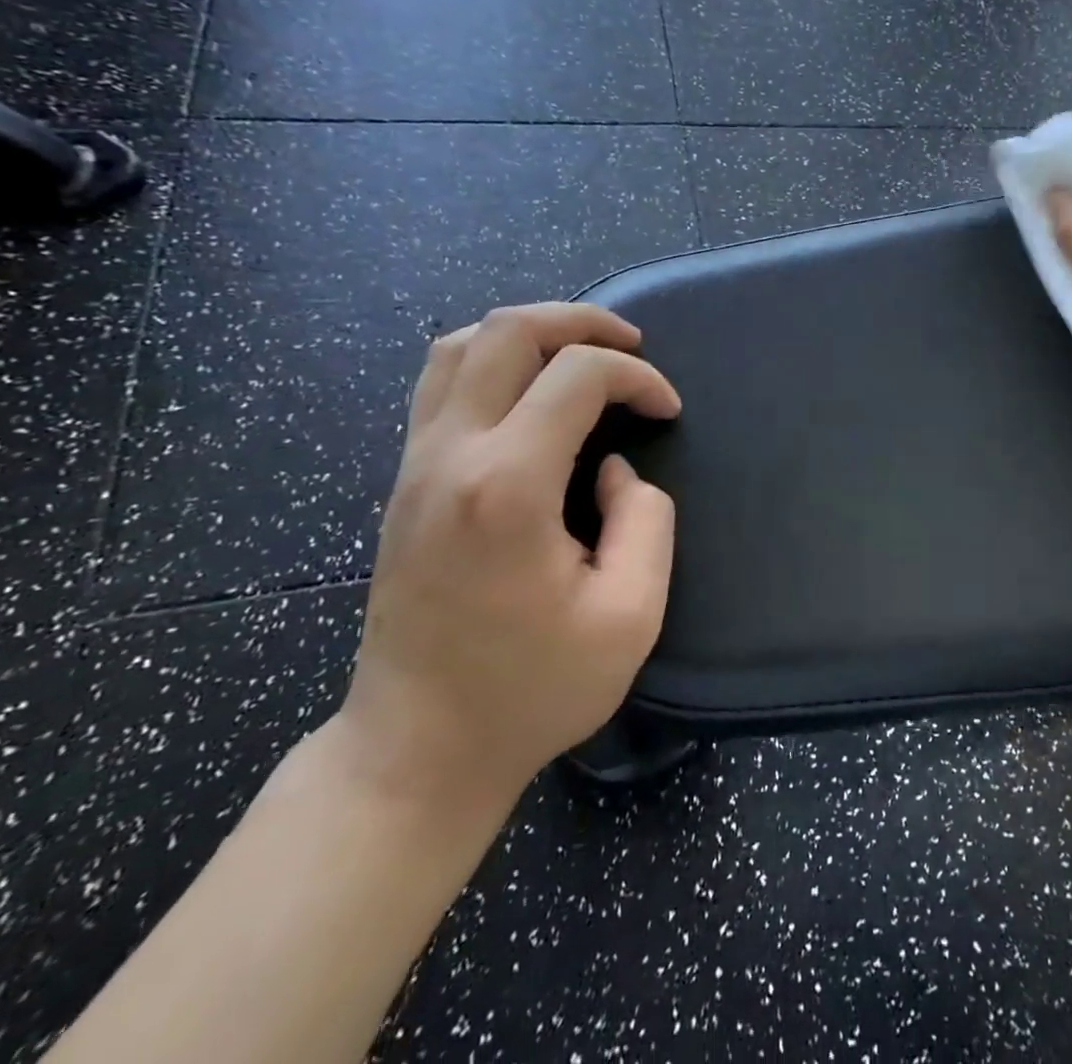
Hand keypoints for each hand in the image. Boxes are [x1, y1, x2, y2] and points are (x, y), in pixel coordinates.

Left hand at [336, 304, 681, 819]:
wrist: (416, 750)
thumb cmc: (530, 690)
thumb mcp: (630, 617)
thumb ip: (645, 521)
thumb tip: (613, 469)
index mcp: (507, 486)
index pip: (577, 375)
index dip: (637, 377)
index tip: (667, 411)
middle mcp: (450, 455)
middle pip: (507, 332)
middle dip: (581, 321)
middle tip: (631, 345)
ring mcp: (415, 464)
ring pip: (459, 345)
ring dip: (530, 331)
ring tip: (581, 351)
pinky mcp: (404, 481)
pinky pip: (441, 382)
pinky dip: (493, 359)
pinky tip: (530, 389)